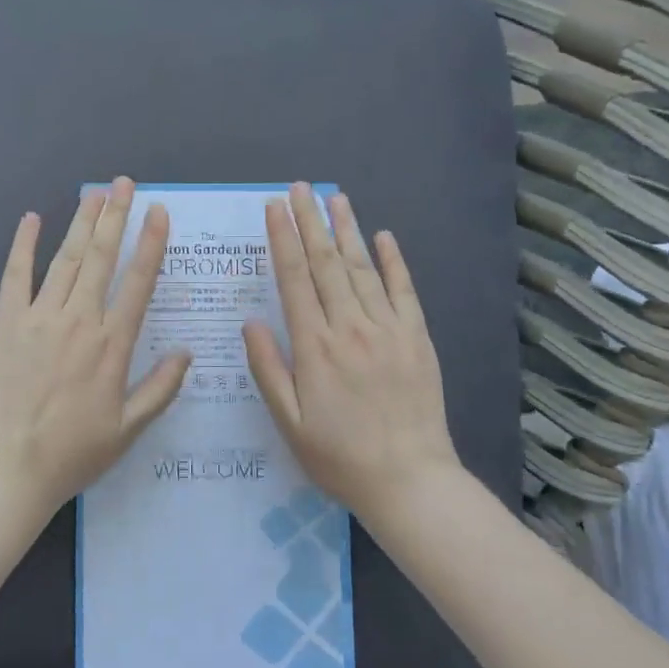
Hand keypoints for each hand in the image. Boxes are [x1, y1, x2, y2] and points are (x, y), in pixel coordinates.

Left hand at [0, 177, 190, 539]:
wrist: (6, 467)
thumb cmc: (72, 453)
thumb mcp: (128, 429)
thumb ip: (160, 388)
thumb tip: (187, 352)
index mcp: (112, 344)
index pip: (138, 282)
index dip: (150, 244)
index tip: (158, 212)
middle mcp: (79, 320)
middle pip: (102, 258)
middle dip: (116, 217)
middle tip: (125, 183)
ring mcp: (39, 317)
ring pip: (66, 259)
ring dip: (82, 223)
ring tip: (95, 193)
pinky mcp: (5, 322)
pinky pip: (16, 275)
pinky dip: (23, 245)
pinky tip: (31, 219)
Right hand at [244, 183, 459, 521]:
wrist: (409, 480)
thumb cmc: (339, 456)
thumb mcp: (289, 422)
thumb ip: (268, 369)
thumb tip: (251, 322)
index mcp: (315, 346)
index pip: (294, 279)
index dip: (282, 239)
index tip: (274, 208)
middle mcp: (351, 327)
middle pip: (326, 264)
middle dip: (310, 222)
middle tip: (299, 188)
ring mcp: (388, 329)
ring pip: (362, 269)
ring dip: (346, 230)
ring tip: (335, 198)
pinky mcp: (417, 338)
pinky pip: (404, 291)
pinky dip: (393, 261)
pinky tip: (383, 236)